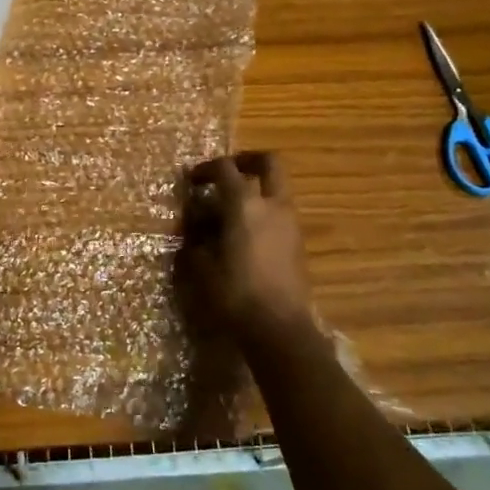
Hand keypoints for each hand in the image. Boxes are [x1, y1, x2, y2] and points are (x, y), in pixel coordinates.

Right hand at [180, 152, 314, 346]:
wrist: (280, 329)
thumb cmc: (236, 294)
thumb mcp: (202, 267)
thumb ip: (196, 240)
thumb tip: (195, 228)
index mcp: (245, 204)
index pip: (225, 169)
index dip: (206, 168)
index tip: (191, 180)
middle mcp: (272, 205)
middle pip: (268, 162)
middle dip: (247, 160)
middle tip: (227, 172)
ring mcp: (290, 223)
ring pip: (277, 188)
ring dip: (256, 189)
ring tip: (231, 210)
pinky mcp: (298, 242)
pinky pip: (280, 212)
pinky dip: (263, 212)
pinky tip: (244, 235)